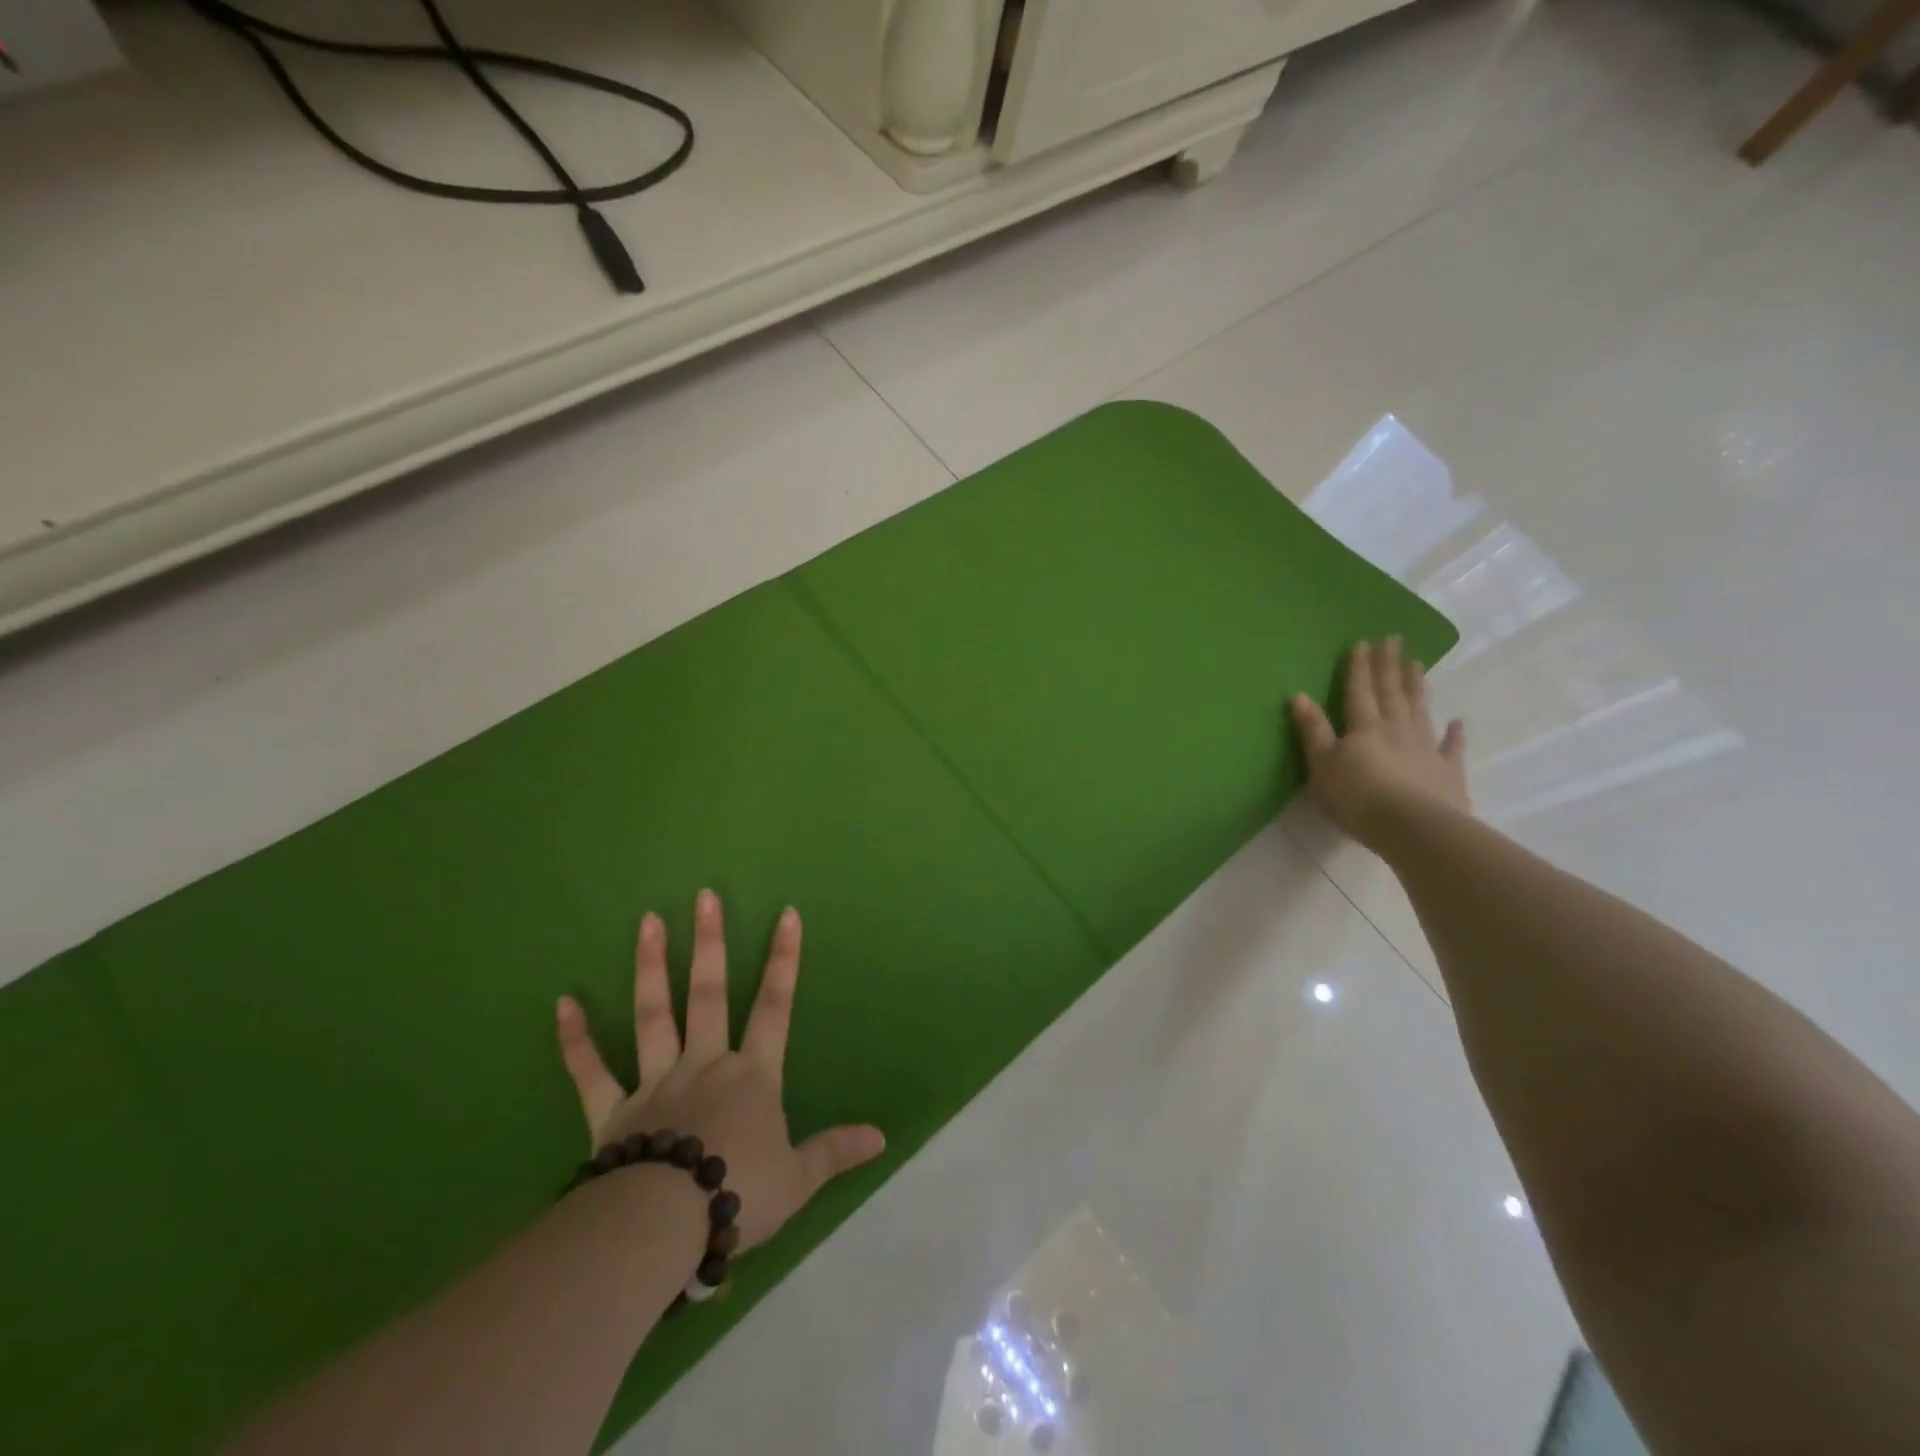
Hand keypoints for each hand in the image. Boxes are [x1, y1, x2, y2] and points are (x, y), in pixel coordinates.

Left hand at [553, 890, 884, 1253]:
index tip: (786, 913)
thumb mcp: (798, 1179)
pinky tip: (562, 1002)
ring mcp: (656, 1082)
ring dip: (651, 967)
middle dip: (710, 942)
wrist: (665, 1228)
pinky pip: (591, 1072)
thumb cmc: (738, 1194)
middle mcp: (704, 1064)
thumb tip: (882, 1137)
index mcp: (752, 1075)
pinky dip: (576, 1039)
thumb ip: (836, 1151)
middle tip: (703, 896)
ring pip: (653, 1014)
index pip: (774, 1006)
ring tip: (647, 921)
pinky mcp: (613, 1112)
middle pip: (708, 993)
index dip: (783, 959)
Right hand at [1290, 637, 1469, 853]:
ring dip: (1417, 687)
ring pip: (1420, 710)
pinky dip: (1456, 734)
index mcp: (1364, 728)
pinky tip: (1458, 721)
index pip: (1359, 691)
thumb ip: (1313, 730)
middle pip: (1392, 692)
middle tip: (1394, 639)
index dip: (1360, 667)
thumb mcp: (1322, 765)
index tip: (1363, 642)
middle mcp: (1397, 729)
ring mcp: (1426, 749)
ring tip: (1418, 663)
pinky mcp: (1448, 772)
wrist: (1414, 828)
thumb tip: (1298, 695)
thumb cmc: (1357, 798)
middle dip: (1390, 665)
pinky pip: (1452, 747)